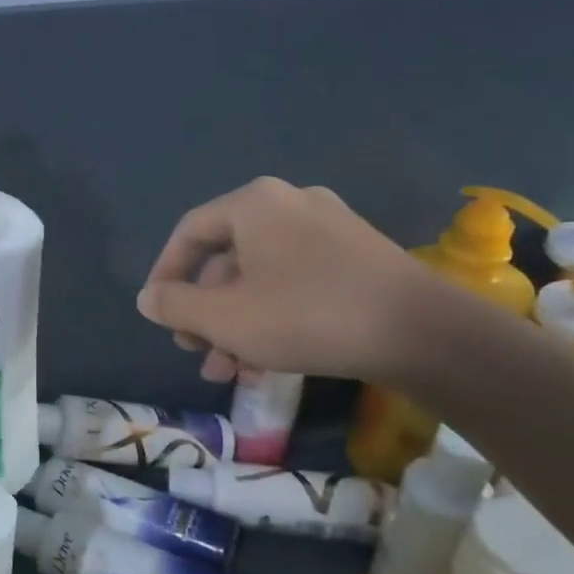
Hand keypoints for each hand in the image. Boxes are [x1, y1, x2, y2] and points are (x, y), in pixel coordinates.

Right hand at [137, 178, 434, 380]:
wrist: (425, 333)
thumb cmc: (307, 315)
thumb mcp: (226, 317)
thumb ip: (176, 305)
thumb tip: (147, 297)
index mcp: (254, 204)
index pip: (190, 232)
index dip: (165, 273)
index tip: (157, 312)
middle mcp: (290, 204)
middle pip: (227, 257)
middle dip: (205, 309)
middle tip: (195, 348)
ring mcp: (329, 229)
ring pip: (262, 276)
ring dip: (238, 321)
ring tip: (228, 369)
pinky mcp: (358, 257)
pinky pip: (296, 281)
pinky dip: (274, 315)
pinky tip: (268, 360)